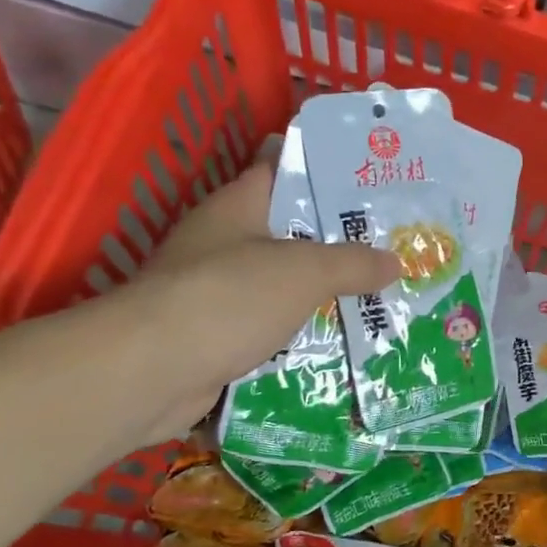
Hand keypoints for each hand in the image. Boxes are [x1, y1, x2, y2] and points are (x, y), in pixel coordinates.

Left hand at [133, 141, 399, 440]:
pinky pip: (270, 331)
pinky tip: (340, 346)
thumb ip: (352, 263)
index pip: (284, 173)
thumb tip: (395, 261)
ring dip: (322, 298)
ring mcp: (217, 294)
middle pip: (290, 236)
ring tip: (379, 301)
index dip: (328, 174)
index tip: (374, 185)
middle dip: (339, 246)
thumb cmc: (229, 299)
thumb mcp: (304, 271)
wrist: (152, 373)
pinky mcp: (217, 339)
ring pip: (282, 288)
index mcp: (237, 208)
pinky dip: (300, 338)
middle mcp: (224, 244)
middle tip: (394, 250)